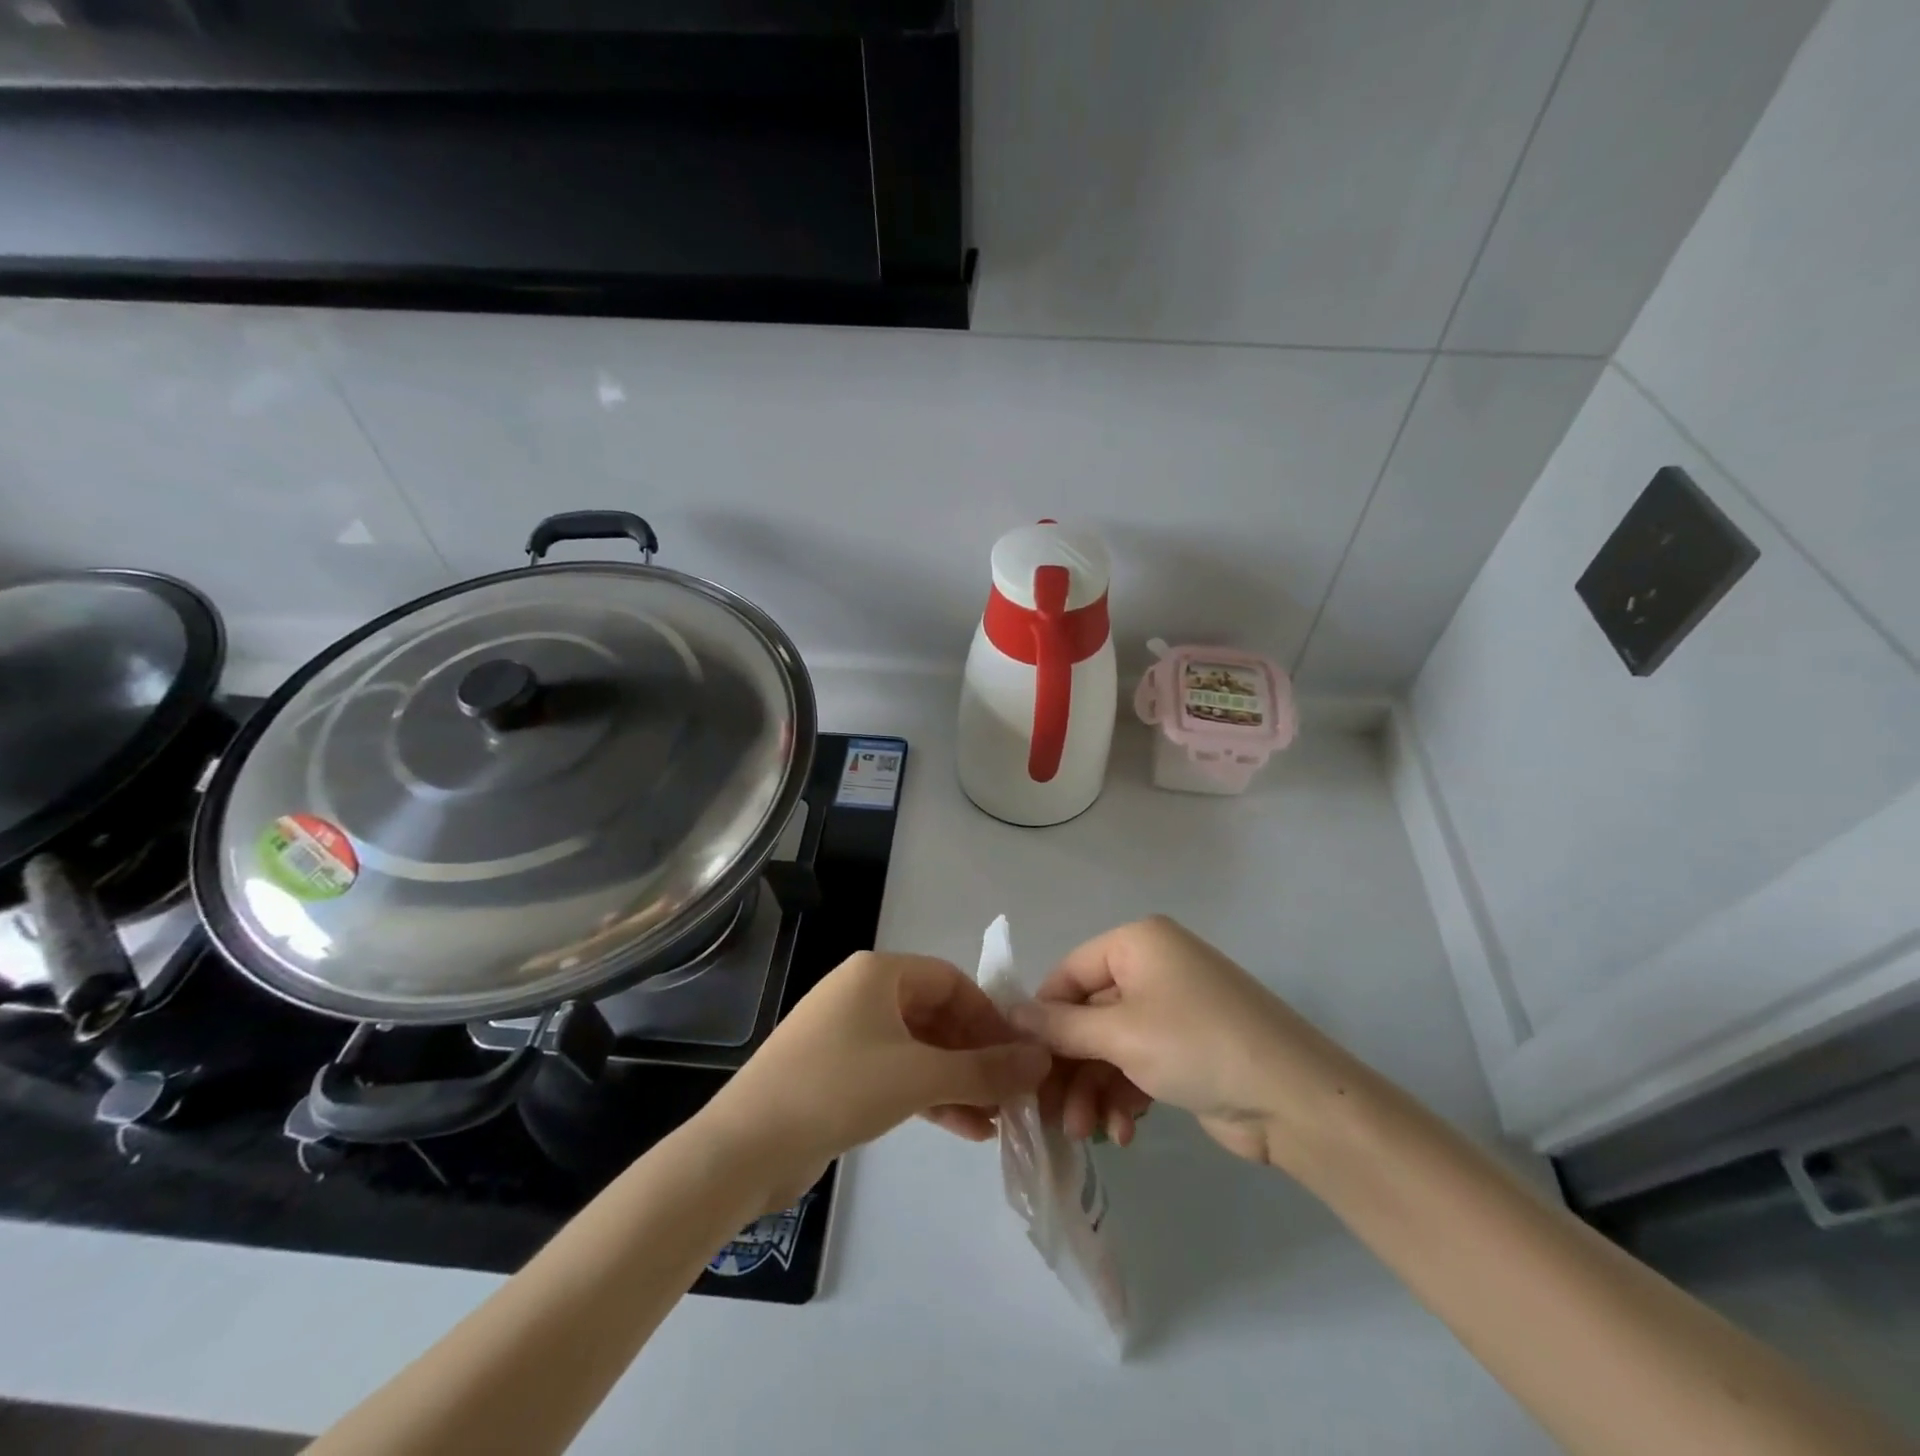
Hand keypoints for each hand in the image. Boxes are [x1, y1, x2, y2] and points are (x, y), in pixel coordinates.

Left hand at [701, 951, 1051, 1210]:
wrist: (745, 1147)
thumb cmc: (838, 1089)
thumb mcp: (919, 1076)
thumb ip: (985, 1070)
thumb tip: (1042, 1061)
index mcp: (879, 974)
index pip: (952, 980)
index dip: (989, 1016)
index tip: (1018, 1056)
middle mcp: (863, 993)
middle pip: (937, 1015)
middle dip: (976, 1055)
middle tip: (1012, 1093)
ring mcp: (848, 1034)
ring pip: (919, 1049)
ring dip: (958, 1080)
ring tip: (997, 1120)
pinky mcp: (838, 1072)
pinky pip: (897, 1074)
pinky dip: (930, 1095)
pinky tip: (965, 1128)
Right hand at [1011, 916, 1353, 1167]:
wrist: (1296, 1100)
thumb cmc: (1197, 1045)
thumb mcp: (1120, 1033)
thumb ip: (1061, 1026)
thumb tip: (1010, 1016)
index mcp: (1137, 943)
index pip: (1069, 973)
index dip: (1042, 1017)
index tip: (1020, 1062)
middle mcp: (1152, 967)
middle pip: (1088, 1015)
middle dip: (1070, 1067)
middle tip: (1050, 1114)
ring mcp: (1172, 1010)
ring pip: (1110, 1046)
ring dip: (1093, 1089)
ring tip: (1086, 1133)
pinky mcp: (1185, 1049)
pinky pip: (1137, 1064)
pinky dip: (1124, 1096)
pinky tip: (1123, 1133)